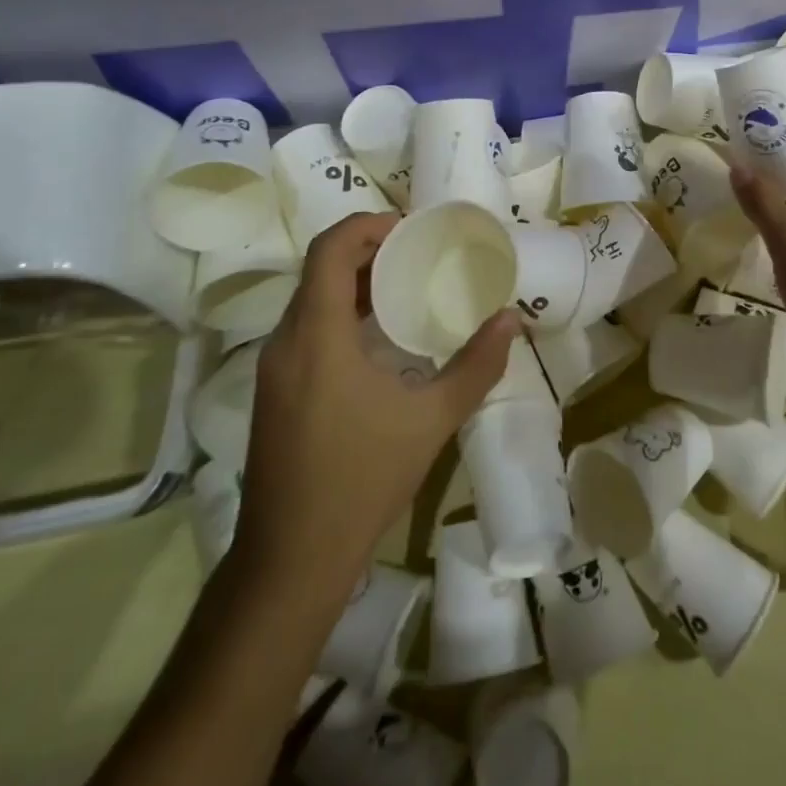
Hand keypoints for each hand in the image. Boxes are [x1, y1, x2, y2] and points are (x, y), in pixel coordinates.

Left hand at [235, 213, 514, 592]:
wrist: (290, 560)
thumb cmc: (361, 480)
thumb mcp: (431, 420)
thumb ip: (476, 365)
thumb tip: (511, 319)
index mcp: (316, 335)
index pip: (329, 250)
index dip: (366, 225)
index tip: (408, 229)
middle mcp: (285, 341)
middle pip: (319, 270)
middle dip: (366, 251)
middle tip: (416, 254)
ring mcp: (273, 369)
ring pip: (310, 300)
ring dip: (352, 283)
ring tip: (403, 287)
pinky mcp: (273, 392)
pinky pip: (305, 329)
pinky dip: (339, 314)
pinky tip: (377, 339)